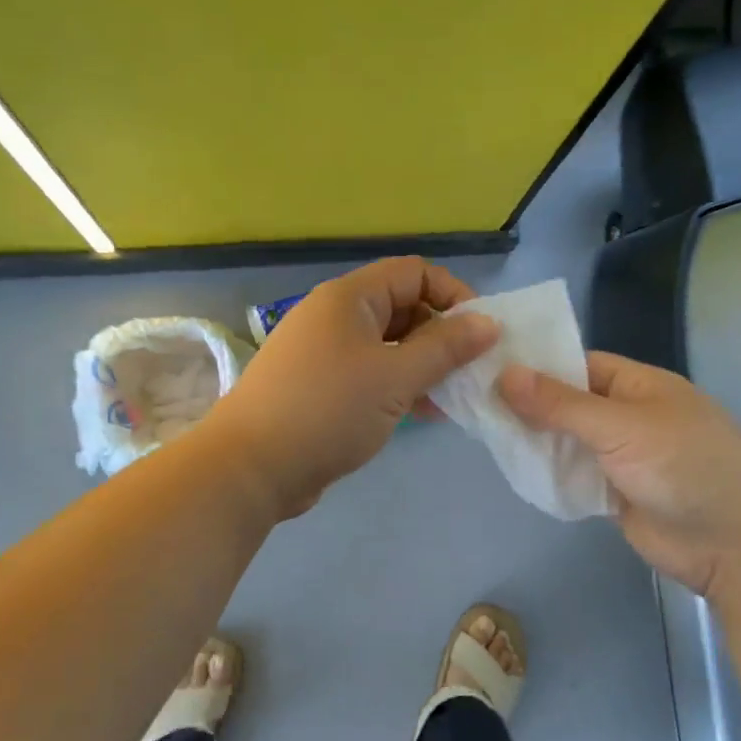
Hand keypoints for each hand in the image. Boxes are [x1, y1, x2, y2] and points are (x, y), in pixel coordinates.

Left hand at [213, 257, 497, 518]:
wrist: (252, 467)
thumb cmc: (328, 410)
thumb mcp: (395, 377)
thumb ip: (446, 348)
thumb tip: (488, 322)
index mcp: (350, 299)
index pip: (414, 273)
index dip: (452, 295)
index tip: (481, 333)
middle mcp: (335, 317)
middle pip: (402, 308)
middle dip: (441, 336)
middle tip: (470, 371)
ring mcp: (325, 353)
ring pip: (389, 346)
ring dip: (423, 366)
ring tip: (453, 398)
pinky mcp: (320, 387)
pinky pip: (370, 374)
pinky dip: (398, 387)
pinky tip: (424, 414)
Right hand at [499, 352, 740, 597]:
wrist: (735, 546)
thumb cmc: (685, 468)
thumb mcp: (621, 427)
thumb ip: (561, 405)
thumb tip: (505, 374)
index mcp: (638, 385)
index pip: (577, 364)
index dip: (535, 365)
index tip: (486, 367)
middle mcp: (627, 416)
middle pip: (568, 403)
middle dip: (527, 404)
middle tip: (471, 401)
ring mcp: (621, 457)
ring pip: (567, 441)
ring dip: (534, 441)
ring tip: (481, 432)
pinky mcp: (614, 494)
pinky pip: (573, 476)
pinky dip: (548, 474)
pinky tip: (512, 468)